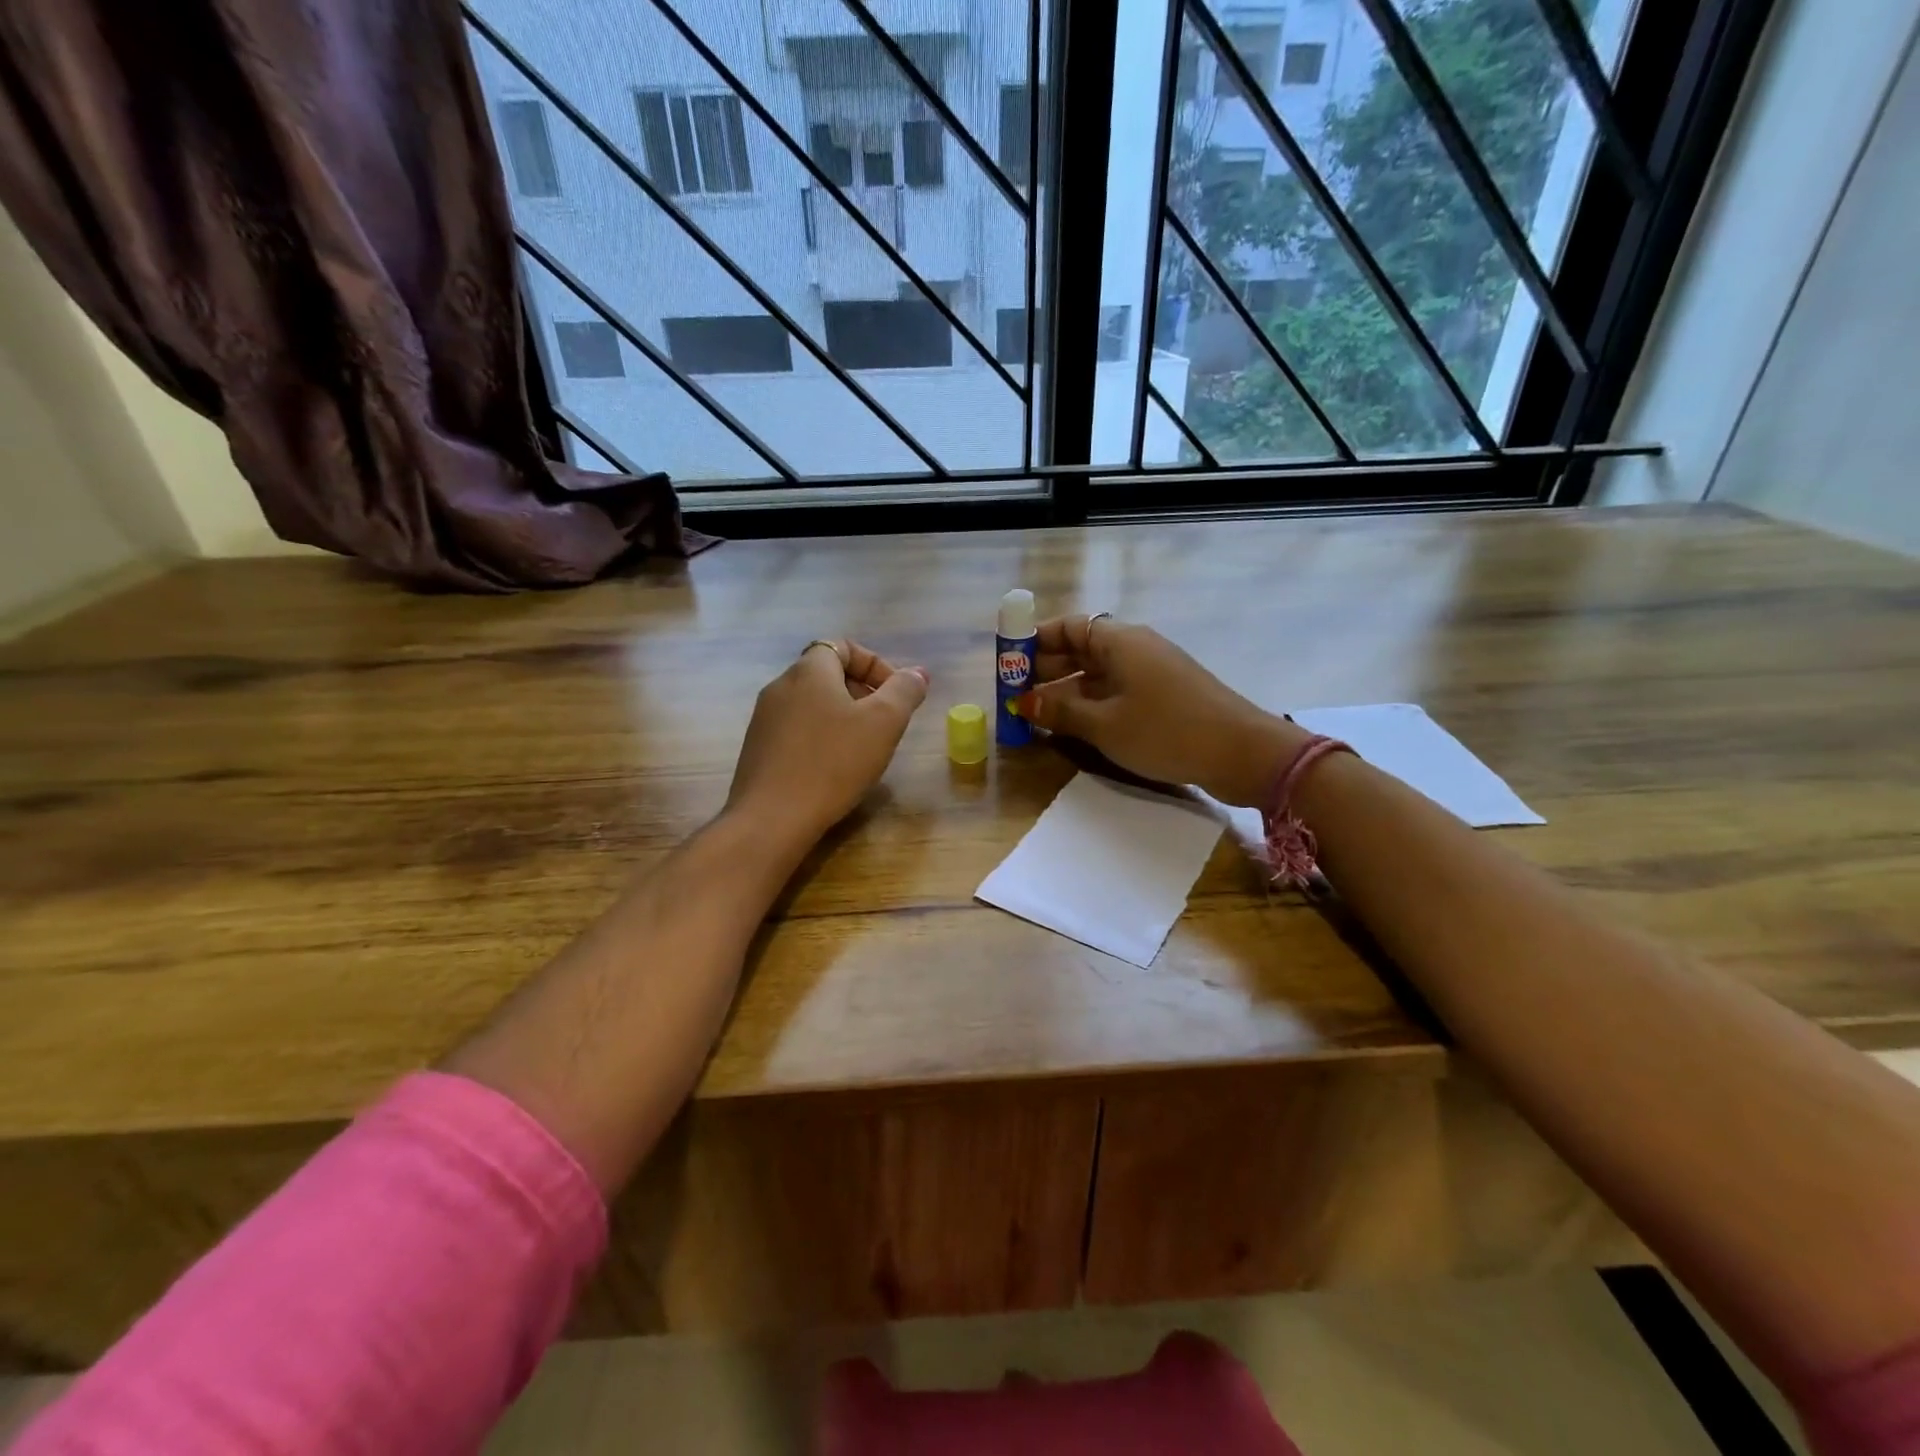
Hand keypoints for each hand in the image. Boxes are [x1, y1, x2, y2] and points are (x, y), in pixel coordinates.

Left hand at [727, 640, 929, 848]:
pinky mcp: (758, 749)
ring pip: (812, 704)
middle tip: (885, 724)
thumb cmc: (833, 763)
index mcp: (809, 671)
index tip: (895, 695)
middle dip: (862, 692)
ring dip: (842, 717)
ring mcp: (764, 719)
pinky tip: (834, 769)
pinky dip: (821, 738)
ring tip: (863, 749)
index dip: (874, 664)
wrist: (772, 818)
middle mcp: (781, 686)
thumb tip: (917, 674)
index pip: (842, 646)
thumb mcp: (883, 723)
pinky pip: (797, 730)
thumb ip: (904, 691)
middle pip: (827, 674)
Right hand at [1013, 616, 1306, 806]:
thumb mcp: (1105, 724)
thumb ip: (1062, 711)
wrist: (1242, 753)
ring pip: (1097, 672)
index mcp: (1120, 641)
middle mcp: (1134, 648)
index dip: (1035, 640)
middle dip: (1046, 668)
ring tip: (1036, 714)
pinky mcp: (1163, 697)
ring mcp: (1151, 672)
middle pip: (1081, 648)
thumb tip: (1025, 702)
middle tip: (1015, 694)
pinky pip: (1115, 691)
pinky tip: (1073, 726)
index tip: (1007, 662)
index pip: (1068, 626)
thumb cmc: (1166, 731)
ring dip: (1067, 690)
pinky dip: (1091, 703)